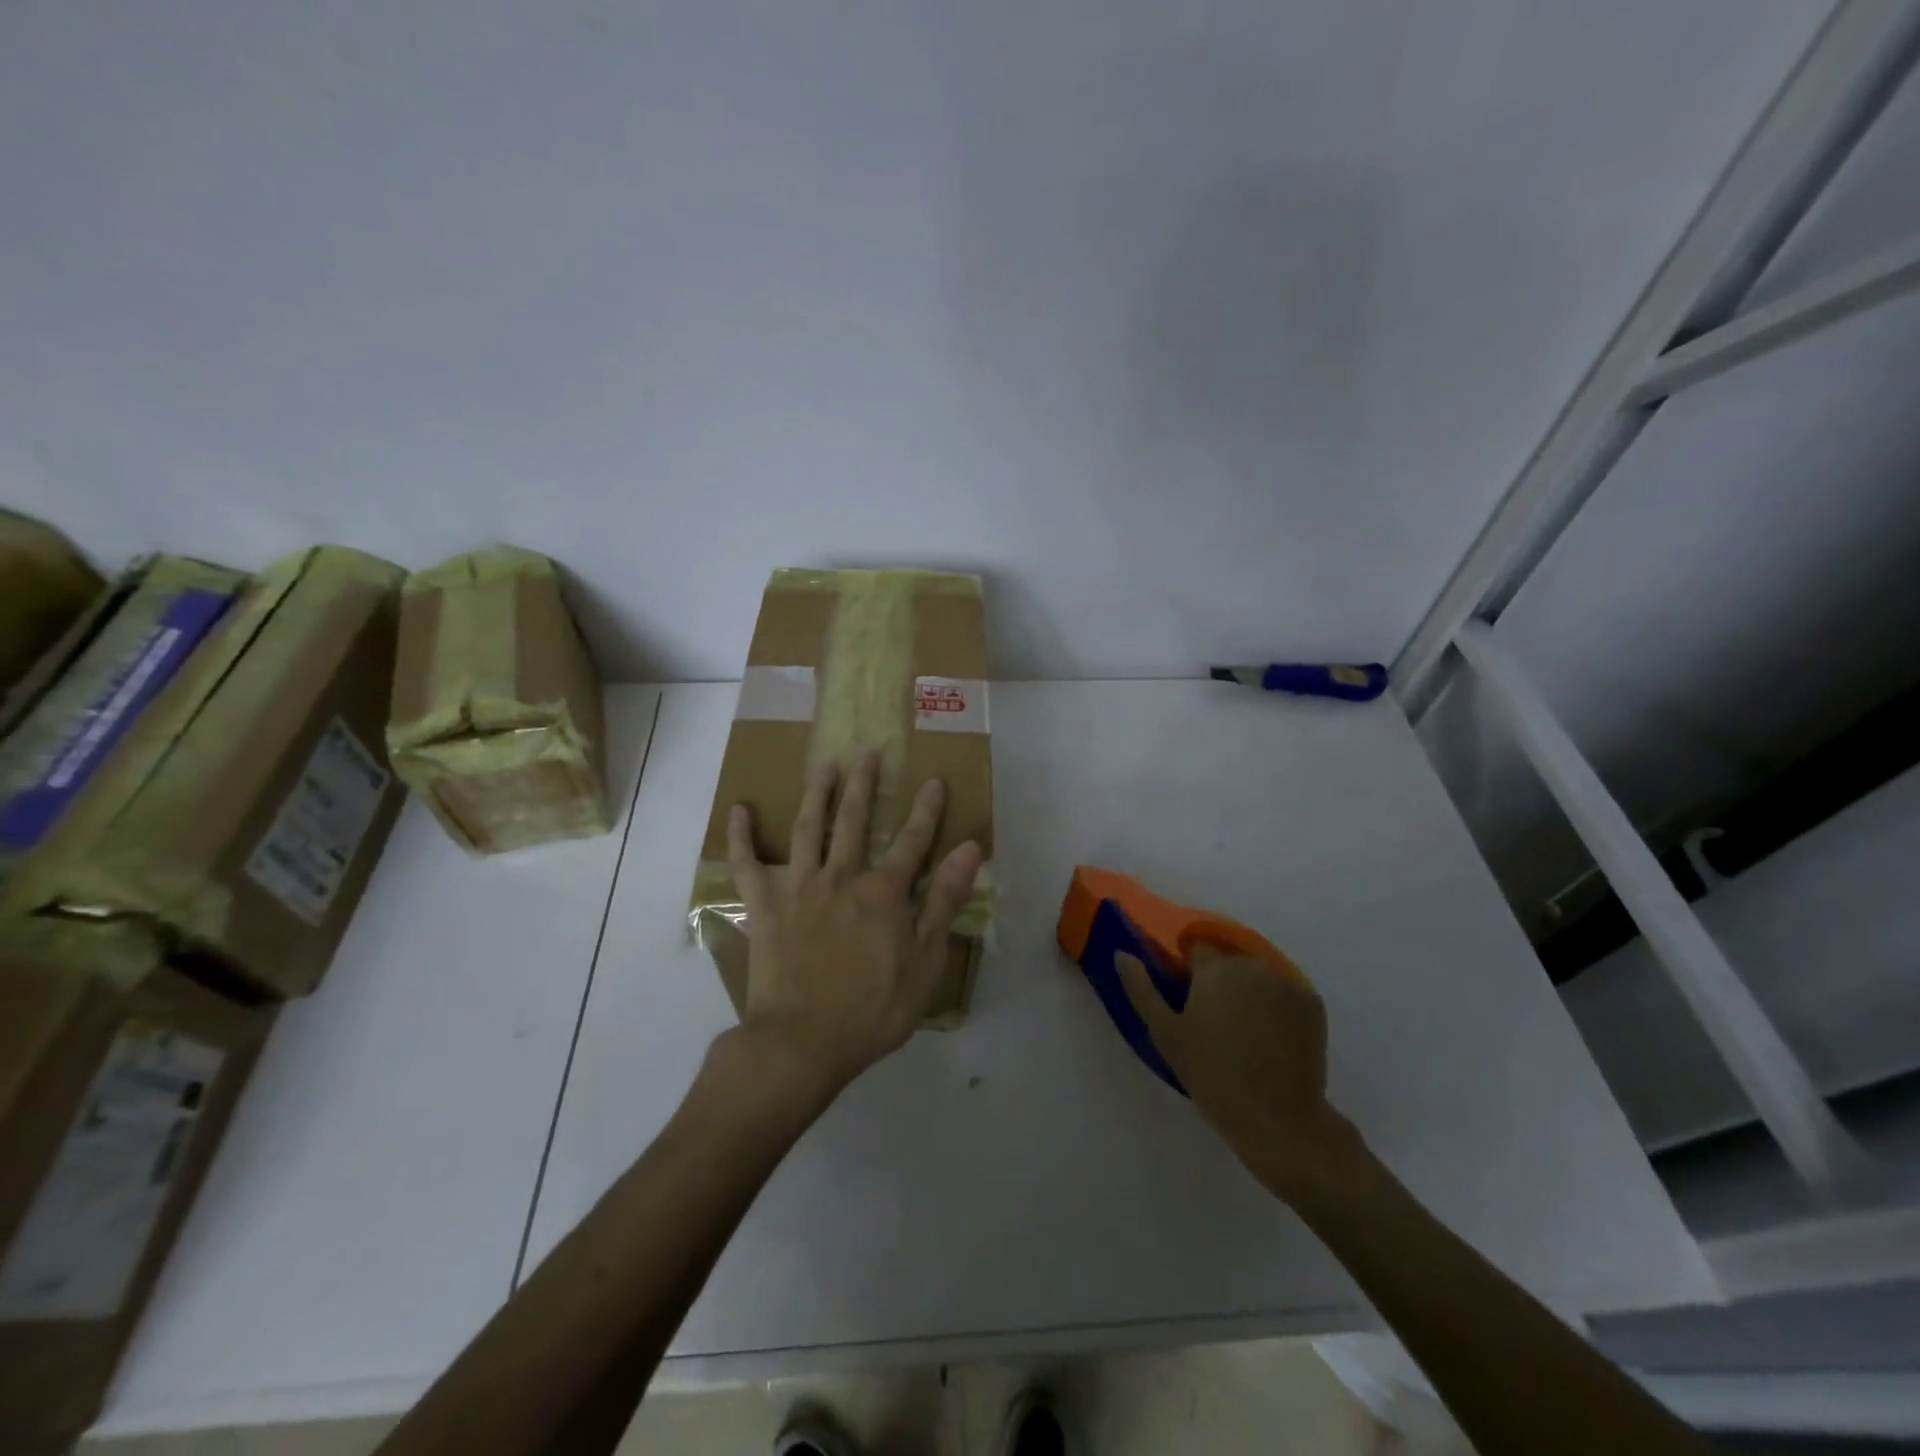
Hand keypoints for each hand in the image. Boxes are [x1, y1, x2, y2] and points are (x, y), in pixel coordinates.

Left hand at [727, 750, 982, 1096]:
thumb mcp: (925, 962)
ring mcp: (799, 889)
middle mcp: (841, 877)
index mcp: (884, 893)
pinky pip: (747, 866)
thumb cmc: (873, 1011)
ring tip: (822, 765)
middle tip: (868, 752)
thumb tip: (969, 849)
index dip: (926, 809)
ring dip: (816, 793)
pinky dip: (741, 837)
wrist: (802, 1043)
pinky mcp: (764, 908)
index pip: (912, 840)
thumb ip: (944, 902)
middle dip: (863, 784)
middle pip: (853, 820)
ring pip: (807, 829)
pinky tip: (739, 810)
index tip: (934, 780)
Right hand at [1117, 946, 1363, 1203]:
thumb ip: (1141, 988)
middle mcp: (1254, 965)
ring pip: (1257, 977)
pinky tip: (1270, 1039)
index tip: (1187, 1005)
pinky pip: (1284, 993)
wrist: (1278, 1118)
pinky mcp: (1313, 1004)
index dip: (1188, 975)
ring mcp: (1288, 983)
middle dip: (1220, 983)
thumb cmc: (1211, 1073)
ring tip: (1244, 1034)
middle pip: (1228, 963)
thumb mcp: (1165, 1033)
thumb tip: (1121, 954)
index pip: (1195, 950)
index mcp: (1216, 967)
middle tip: (1214, 1024)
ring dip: (1248, 992)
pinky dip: (1276, 1007)